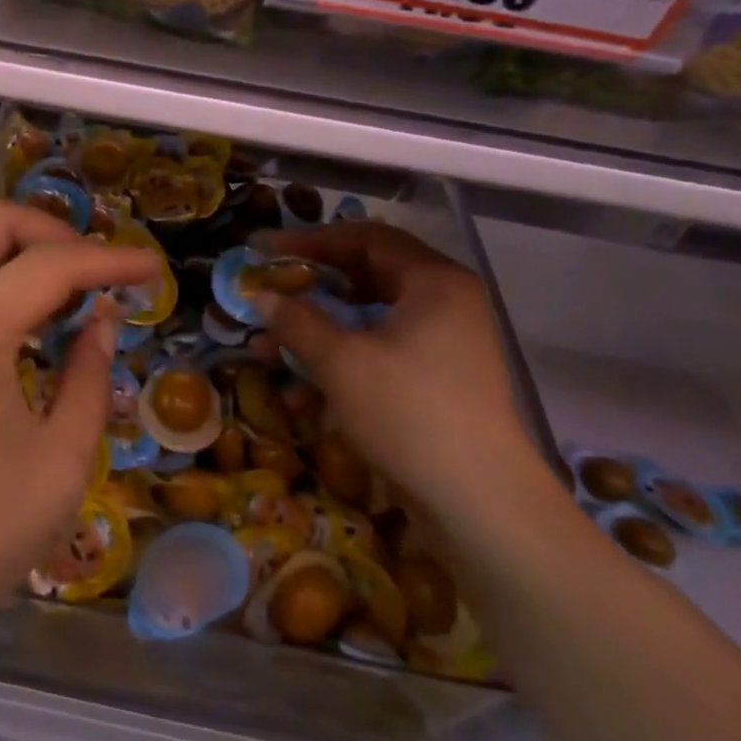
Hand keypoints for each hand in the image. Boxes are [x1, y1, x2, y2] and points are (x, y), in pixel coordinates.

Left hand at [0, 200, 163, 660]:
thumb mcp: (60, 464)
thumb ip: (90, 378)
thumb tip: (103, 321)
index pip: (49, 264)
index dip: (110, 259)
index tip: (153, 269)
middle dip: (51, 228)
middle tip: (96, 270)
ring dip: (15, 248)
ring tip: (64, 292)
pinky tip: (19, 320)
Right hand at [252, 222, 548, 526]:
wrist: (480, 502)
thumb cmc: (410, 412)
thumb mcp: (341, 361)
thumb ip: (297, 320)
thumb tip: (260, 296)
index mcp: (433, 281)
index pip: (364, 238)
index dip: (309, 240)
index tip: (263, 250)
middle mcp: (444, 303)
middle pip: (365, 278)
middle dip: (310, 290)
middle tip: (267, 295)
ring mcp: (444, 344)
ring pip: (368, 321)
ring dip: (317, 333)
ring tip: (269, 351)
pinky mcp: (437, 381)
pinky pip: (380, 355)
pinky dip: (341, 364)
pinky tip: (302, 395)